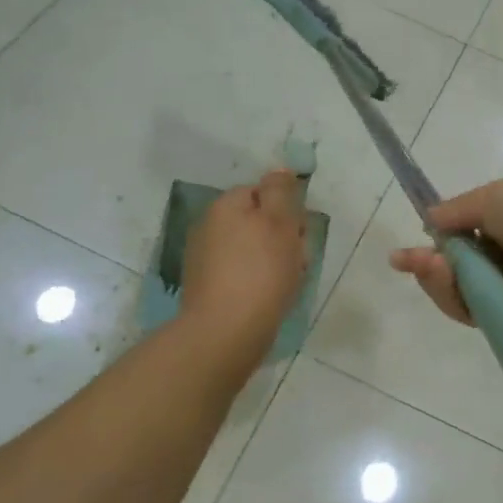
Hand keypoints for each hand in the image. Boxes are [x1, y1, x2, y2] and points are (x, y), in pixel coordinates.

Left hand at [180, 170, 310, 355]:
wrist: (225, 333)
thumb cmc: (260, 272)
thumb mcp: (280, 222)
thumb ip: (280, 191)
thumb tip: (279, 170)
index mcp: (225, 206)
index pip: (262, 192)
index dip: (286, 210)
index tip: (299, 232)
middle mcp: (208, 226)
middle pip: (256, 221)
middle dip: (280, 237)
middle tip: (297, 259)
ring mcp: (203, 260)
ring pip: (250, 250)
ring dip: (271, 261)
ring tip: (286, 283)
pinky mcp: (206, 289)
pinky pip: (241, 275)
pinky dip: (257, 282)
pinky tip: (269, 298)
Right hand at [388, 174, 502, 329]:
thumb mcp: (494, 196)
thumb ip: (458, 209)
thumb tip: (430, 218)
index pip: (467, 231)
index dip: (439, 236)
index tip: (411, 241)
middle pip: (458, 264)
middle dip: (429, 261)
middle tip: (405, 259)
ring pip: (459, 288)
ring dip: (436, 277)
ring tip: (426, 265)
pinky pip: (470, 309)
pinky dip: (452, 294)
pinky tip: (439, 275)